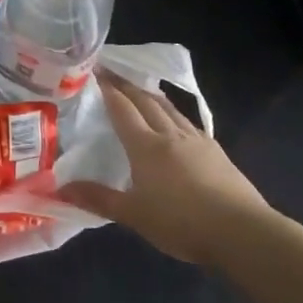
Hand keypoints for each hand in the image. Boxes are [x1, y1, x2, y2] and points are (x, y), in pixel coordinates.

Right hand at [59, 71, 271, 268]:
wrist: (242, 232)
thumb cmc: (181, 222)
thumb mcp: (134, 215)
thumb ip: (98, 199)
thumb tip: (59, 189)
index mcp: (146, 146)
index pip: (122, 109)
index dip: (107, 89)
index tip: (95, 70)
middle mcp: (170, 135)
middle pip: (146, 100)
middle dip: (127, 84)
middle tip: (111, 72)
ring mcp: (197, 141)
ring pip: (170, 108)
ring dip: (152, 95)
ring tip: (141, 88)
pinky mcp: (216, 152)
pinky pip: (188, 123)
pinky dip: (174, 114)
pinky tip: (176, 121)